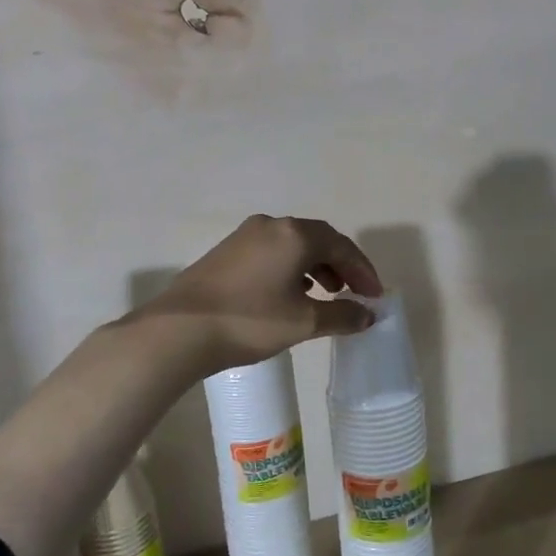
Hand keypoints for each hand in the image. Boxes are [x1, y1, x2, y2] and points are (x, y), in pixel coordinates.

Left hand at [132, 215, 383, 372]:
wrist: (180, 330)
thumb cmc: (250, 321)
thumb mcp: (304, 322)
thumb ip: (342, 316)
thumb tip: (367, 315)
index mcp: (295, 234)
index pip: (341, 246)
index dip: (363, 271)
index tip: (375, 296)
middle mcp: (272, 225)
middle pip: (318, 240)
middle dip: (341, 266)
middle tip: (354, 293)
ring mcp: (245, 236)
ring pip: (293, 245)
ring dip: (316, 266)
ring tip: (325, 294)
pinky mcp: (227, 252)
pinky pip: (272, 252)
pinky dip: (291, 268)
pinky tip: (290, 293)